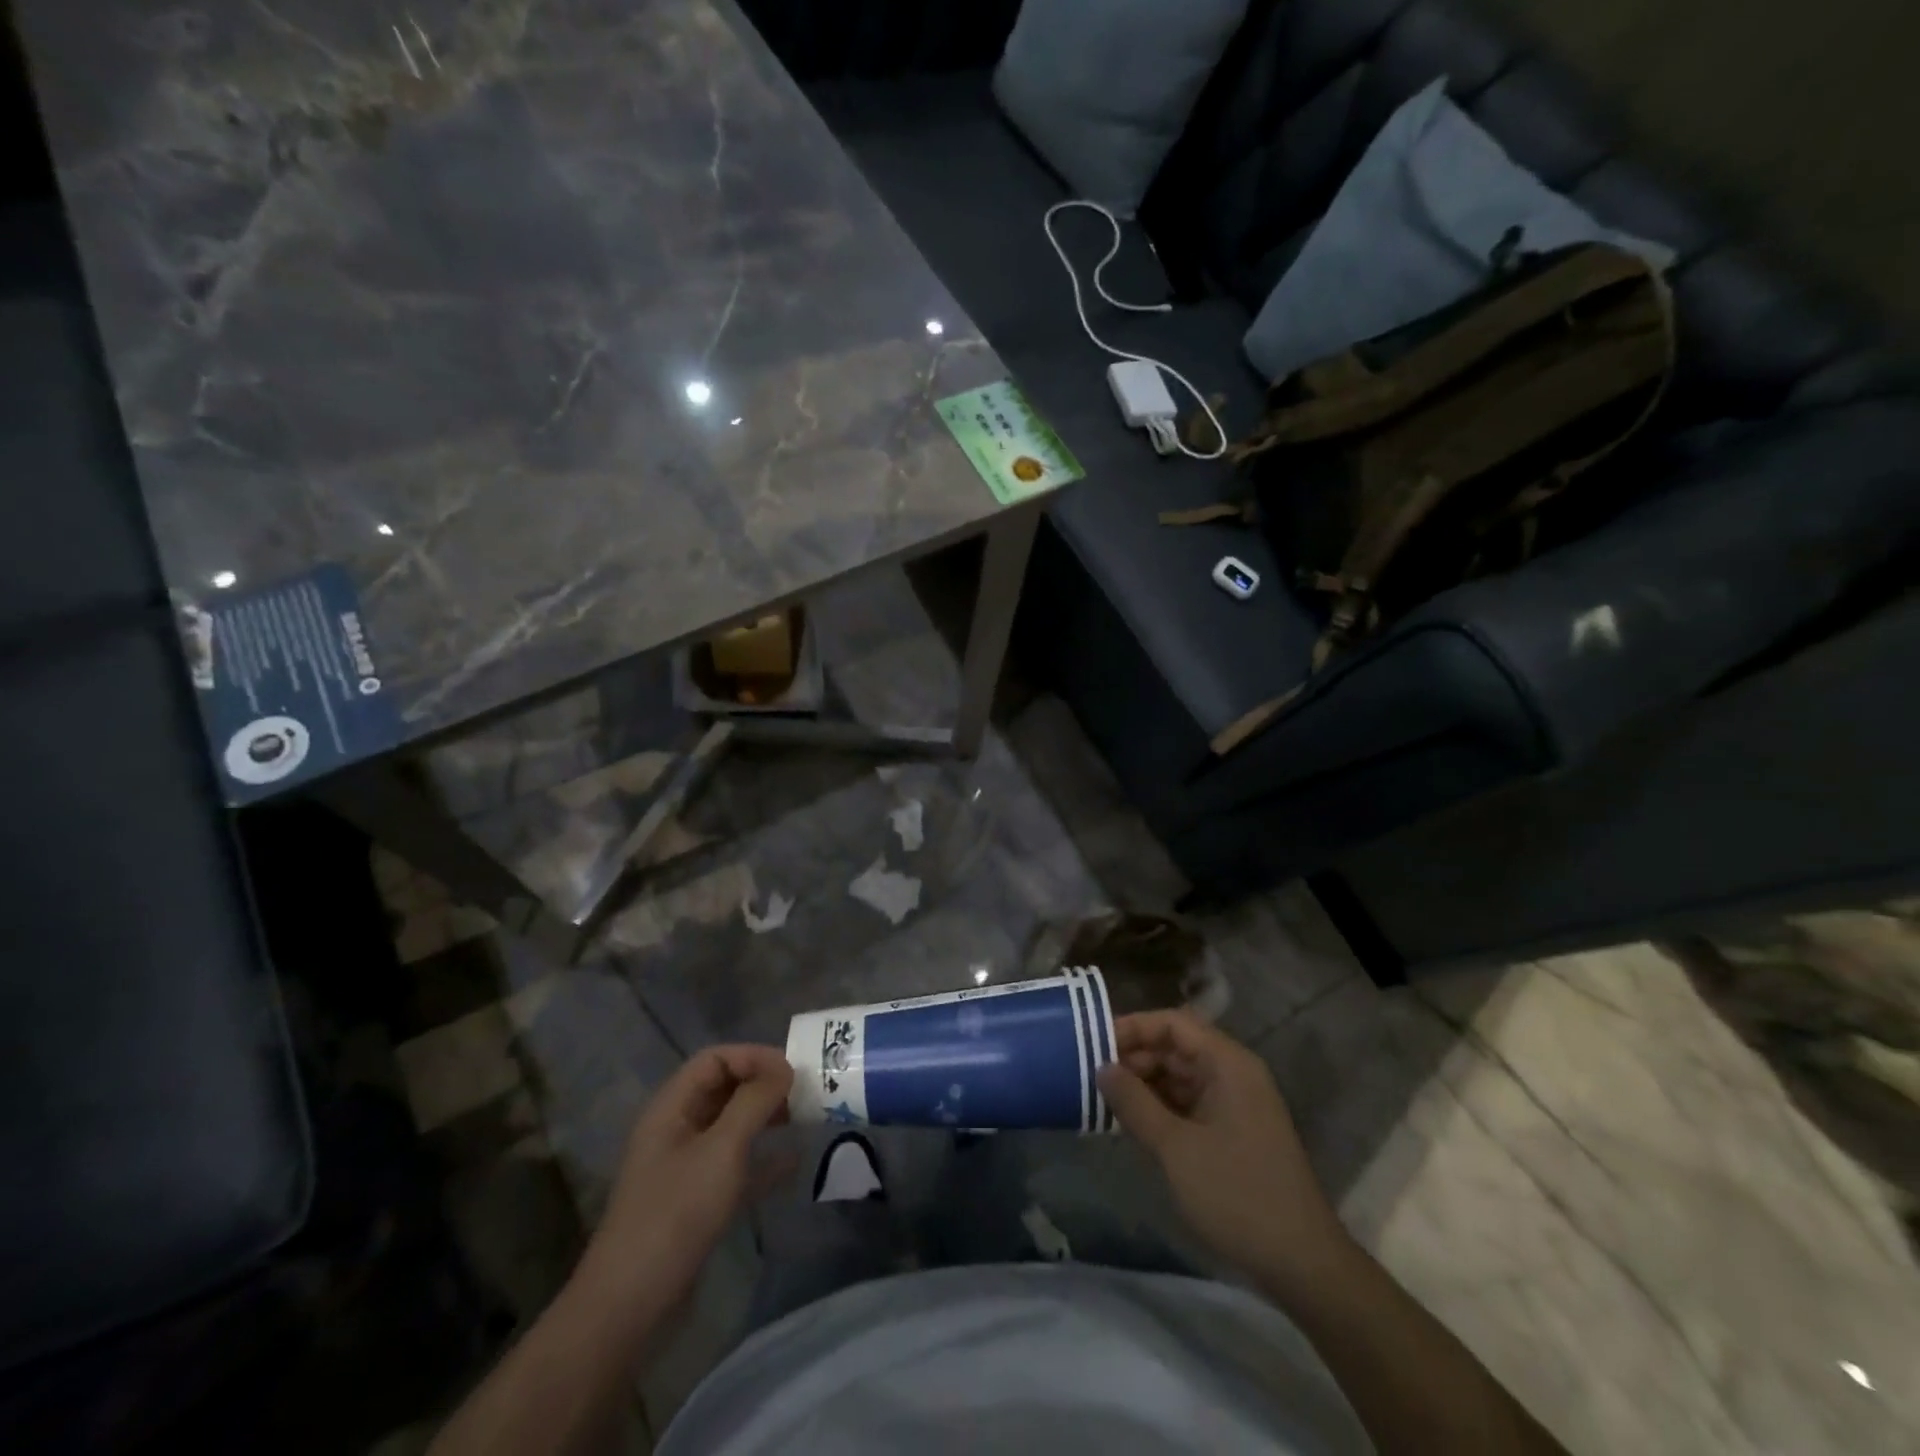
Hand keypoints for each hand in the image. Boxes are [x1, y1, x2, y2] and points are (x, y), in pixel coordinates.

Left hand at [578, 1045, 793, 1318]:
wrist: (631, 1306)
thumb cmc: (676, 1214)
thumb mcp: (721, 1149)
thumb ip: (754, 1102)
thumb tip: (784, 1068)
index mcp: (672, 1107)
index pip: (715, 1059)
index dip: (753, 1057)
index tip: (792, 1070)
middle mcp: (677, 1129)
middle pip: (724, 1089)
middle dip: (764, 1085)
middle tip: (805, 1093)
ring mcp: (686, 1166)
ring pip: (732, 1125)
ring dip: (767, 1118)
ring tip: (805, 1119)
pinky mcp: (697, 1201)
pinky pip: (736, 1164)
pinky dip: (763, 1159)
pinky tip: (795, 1163)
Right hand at [1098, 1010, 1350, 1295]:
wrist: (1301, 1264)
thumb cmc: (1237, 1194)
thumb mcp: (1176, 1148)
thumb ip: (1134, 1103)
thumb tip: (1102, 1068)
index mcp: (1228, 1063)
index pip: (1173, 1023)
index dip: (1133, 1028)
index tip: (1094, 1044)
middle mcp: (1234, 1074)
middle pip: (1176, 1047)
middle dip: (1135, 1058)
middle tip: (1093, 1076)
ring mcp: (1235, 1104)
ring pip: (1180, 1077)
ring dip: (1144, 1084)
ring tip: (1104, 1100)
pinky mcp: (1233, 1132)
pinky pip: (1189, 1103)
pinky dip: (1160, 1108)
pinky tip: (1132, 1124)